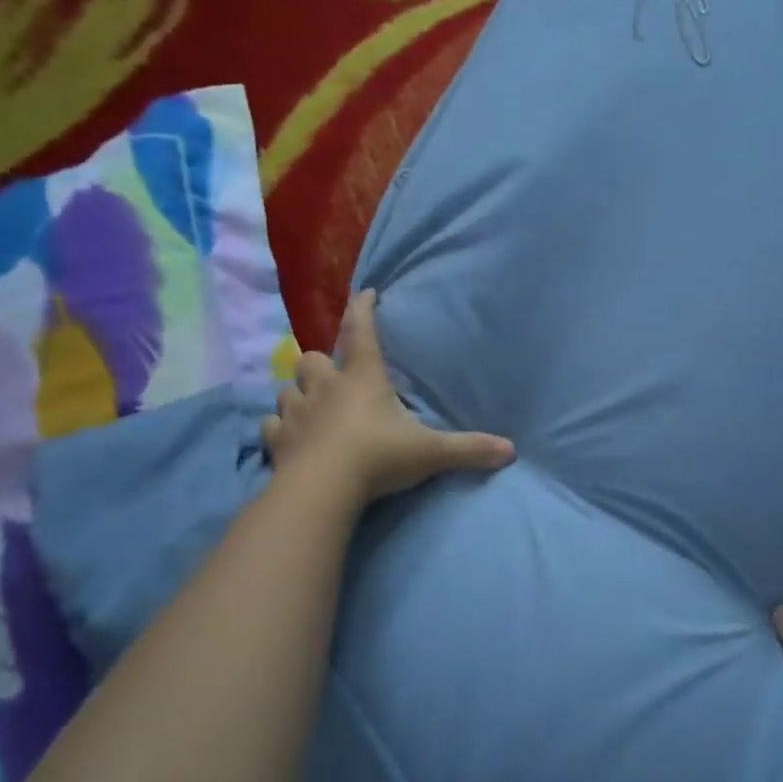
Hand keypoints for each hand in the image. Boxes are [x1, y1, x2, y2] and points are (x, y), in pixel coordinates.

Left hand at [261, 290, 515, 505]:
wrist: (323, 489)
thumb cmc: (378, 457)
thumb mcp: (431, 453)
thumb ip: (469, 449)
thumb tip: (511, 451)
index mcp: (363, 380)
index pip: (362, 332)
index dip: (363, 309)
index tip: (366, 293)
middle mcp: (326, 388)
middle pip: (313, 360)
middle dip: (321, 365)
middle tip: (333, 378)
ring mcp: (297, 414)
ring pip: (287, 390)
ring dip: (298, 395)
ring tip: (309, 408)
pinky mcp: (278, 441)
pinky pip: (271, 426)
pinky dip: (280, 429)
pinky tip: (288, 438)